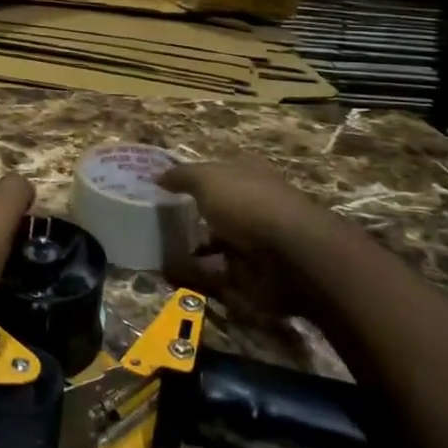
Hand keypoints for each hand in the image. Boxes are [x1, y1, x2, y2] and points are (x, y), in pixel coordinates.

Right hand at [158, 160, 329, 323]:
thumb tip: (158, 176)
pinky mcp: (253, 275)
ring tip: (156, 252)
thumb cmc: (248, 204)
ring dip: (191, 249)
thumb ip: (182, 176)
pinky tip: (169, 275)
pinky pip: (217, 274)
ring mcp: (254, 242)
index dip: (194, 179)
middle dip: (191, 217)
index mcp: (248, 175)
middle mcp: (253, 205)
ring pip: (216, 244)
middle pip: (216, 210)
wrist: (291, 257)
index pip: (218, 172)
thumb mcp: (208, 179)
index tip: (164, 190)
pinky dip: (196, 275)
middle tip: (156, 224)